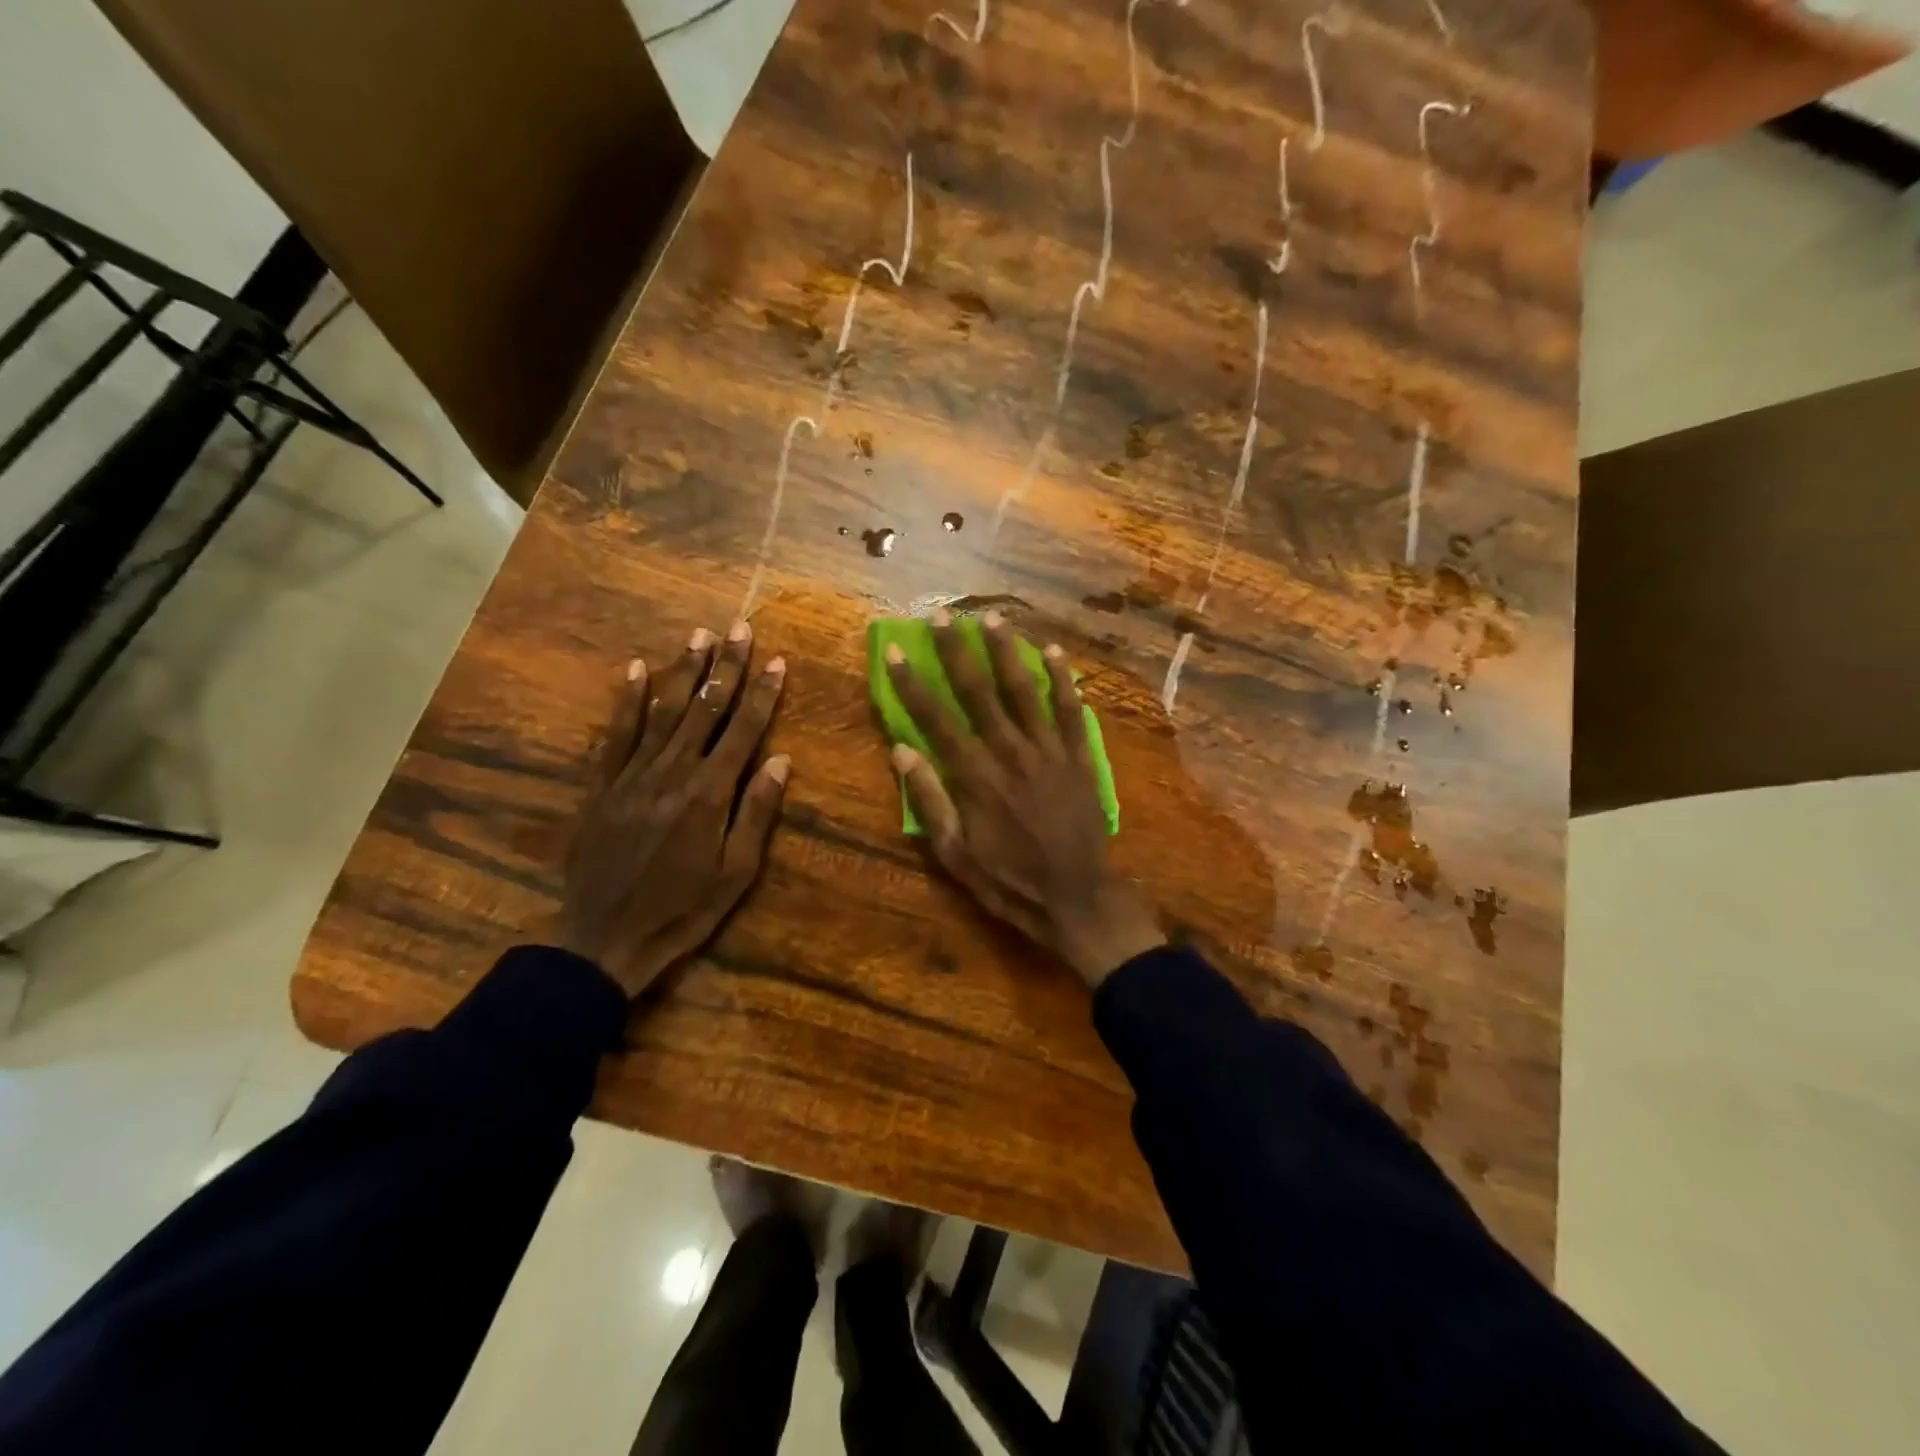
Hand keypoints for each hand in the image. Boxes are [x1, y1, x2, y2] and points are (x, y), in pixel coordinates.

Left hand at [559, 622, 788, 997]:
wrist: (604, 940)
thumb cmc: (683, 911)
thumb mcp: (735, 873)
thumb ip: (756, 812)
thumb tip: (780, 759)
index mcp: (709, 794)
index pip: (743, 730)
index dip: (762, 694)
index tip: (777, 660)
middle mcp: (671, 772)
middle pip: (704, 709)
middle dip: (726, 667)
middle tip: (739, 628)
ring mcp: (632, 775)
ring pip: (663, 711)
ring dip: (683, 671)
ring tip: (698, 635)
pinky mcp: (601, 786)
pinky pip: (616, 734)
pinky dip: (627, 700)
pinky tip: (637, 669)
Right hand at [884, 610, 1163, 987]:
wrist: (1076, 899)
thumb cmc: (1008, 882)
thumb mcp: (955, 855)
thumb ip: (929, 801)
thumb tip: (901, 751)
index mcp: (975, 778)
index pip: (936, 719)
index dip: (912, 684)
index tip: (895, 651)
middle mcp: (1011, 753)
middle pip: (979, 692)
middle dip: (957, 651)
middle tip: (942, 615)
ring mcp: (1050, 752)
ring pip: (1025, 690)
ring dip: (1006, 651)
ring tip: (991, 617)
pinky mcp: (1080, 758)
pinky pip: (1071, 710)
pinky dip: (1063, 680)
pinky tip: (1053, 651)